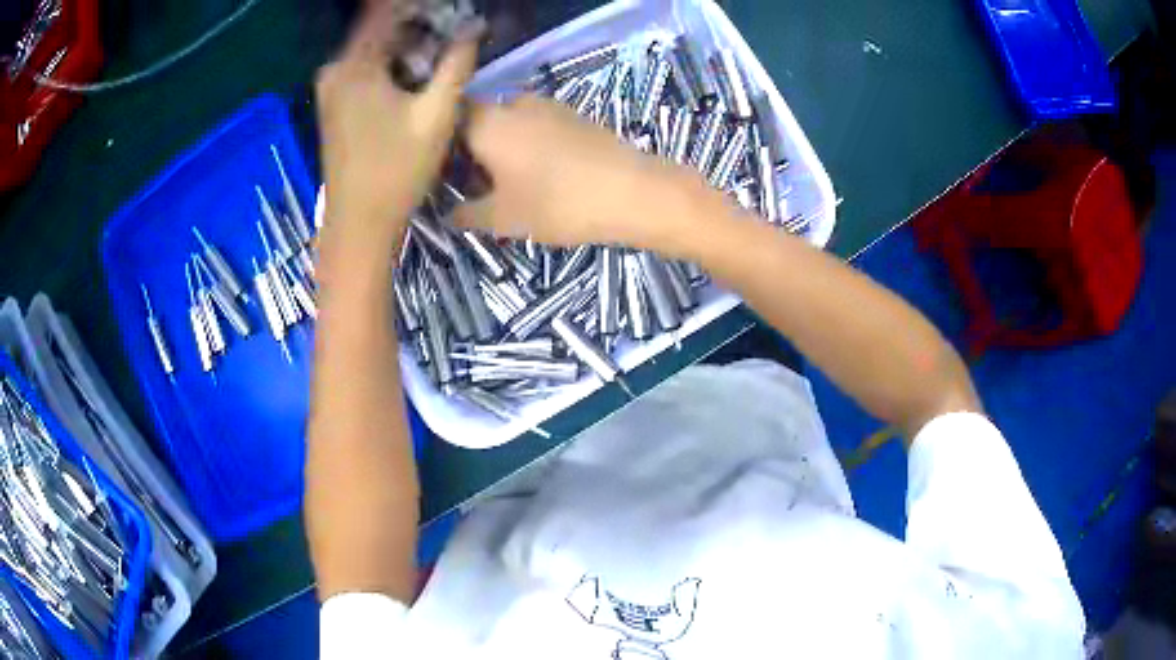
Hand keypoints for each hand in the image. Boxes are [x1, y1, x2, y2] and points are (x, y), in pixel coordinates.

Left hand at [315, 2, 481, 249]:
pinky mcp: (333, 104)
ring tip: (440, 53)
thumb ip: (457, 64)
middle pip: (379, 29)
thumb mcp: (436, 114)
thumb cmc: (397, 170)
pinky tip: (415, 75)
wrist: (359, 224)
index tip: (451, 11)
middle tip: (452, 33)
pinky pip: (365, 68)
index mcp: (356, 65)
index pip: (387, 12)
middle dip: (417, 26)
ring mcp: (330, 88)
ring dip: (406, 45)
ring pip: (373, 48)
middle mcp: (336, 70)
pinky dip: (390, 63)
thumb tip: (474, 28)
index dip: (419, 8)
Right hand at [455, 95, 710, 250]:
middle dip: (470, 149)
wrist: (633, 192)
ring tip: (507, 183)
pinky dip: (527, 143)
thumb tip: (447, 214)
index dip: (440, 145)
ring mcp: (548, 105)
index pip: (448, 119)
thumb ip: (467, 214)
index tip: (441, 174)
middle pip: (478, 119)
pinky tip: (540, 173)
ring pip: (509, 121)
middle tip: (473, 185)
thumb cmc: (558, 203)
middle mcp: (514, 103)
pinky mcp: (574, 115)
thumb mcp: (504, 218)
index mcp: (488, 122)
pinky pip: (535, 124)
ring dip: (500, 146)